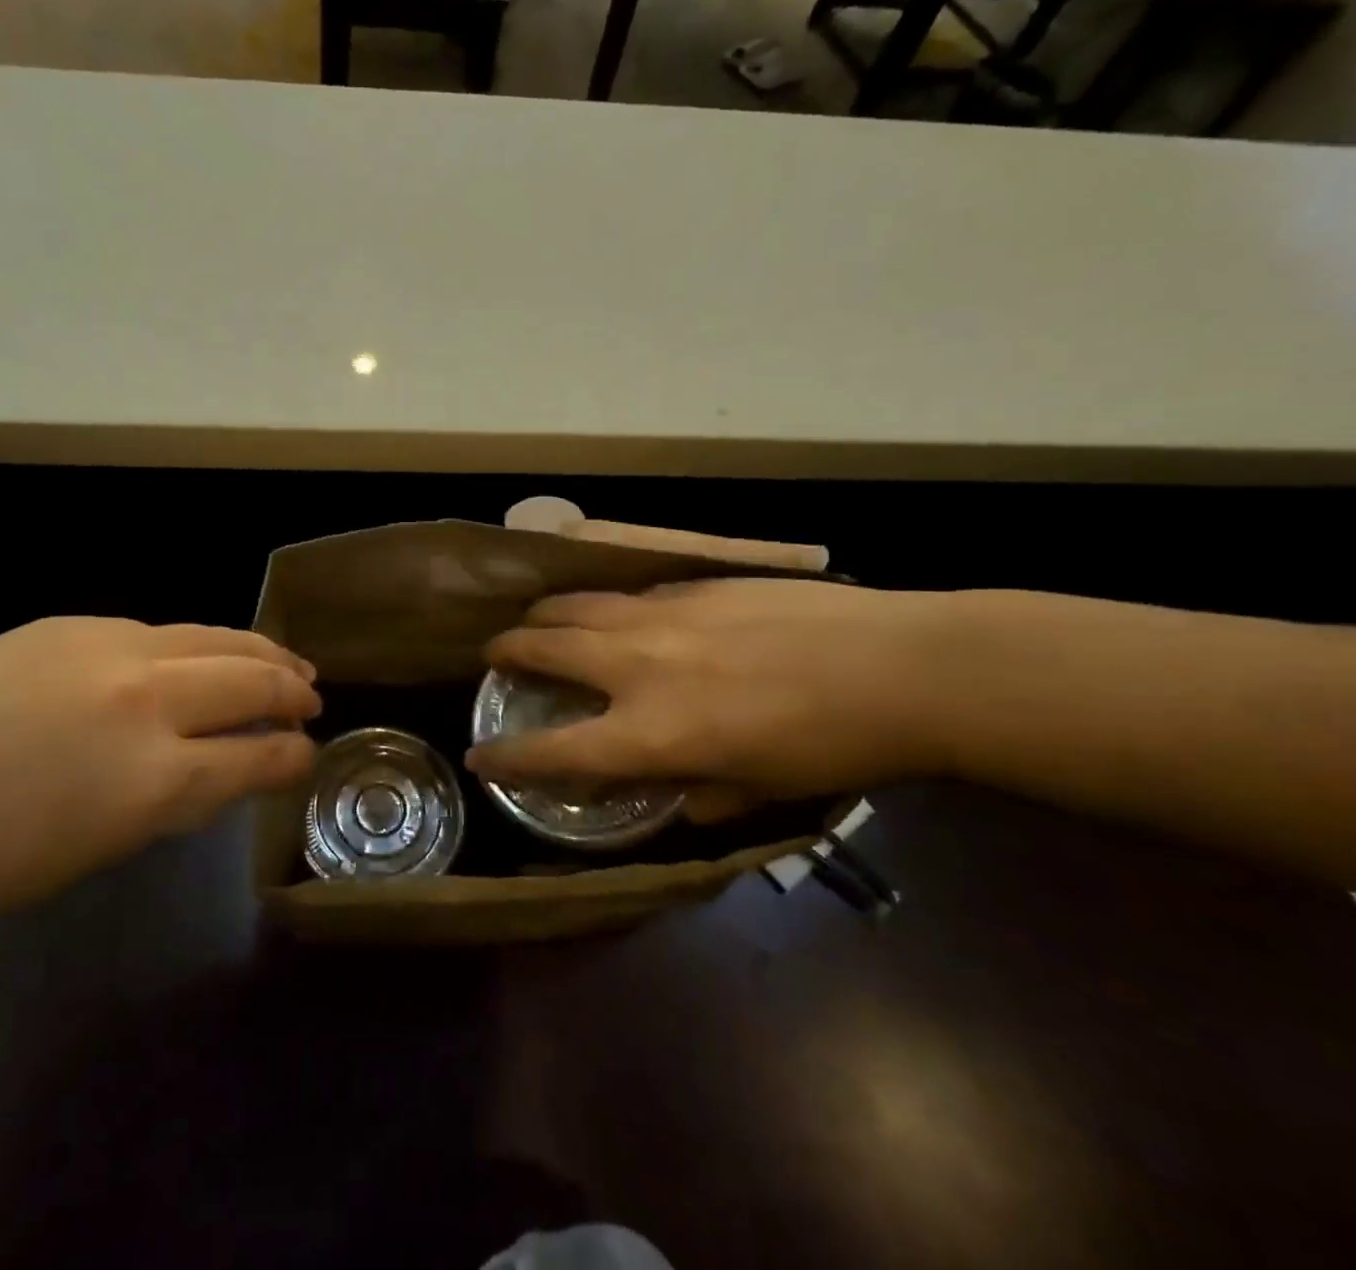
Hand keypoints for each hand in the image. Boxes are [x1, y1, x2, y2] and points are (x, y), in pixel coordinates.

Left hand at [0, 618, 319, 948]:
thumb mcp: (103, 846)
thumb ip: (179, 796)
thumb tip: (230, 765)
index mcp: (153, 779)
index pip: (256, 756)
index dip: (292, 755)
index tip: (309, 752)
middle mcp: (143, 699)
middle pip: (250, 679)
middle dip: (291, 690)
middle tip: (313, 698)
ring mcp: (105, 647)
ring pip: (212, 637)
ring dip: (258, 652)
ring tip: (284, 662)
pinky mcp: (68, 624)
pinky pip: (157, 631)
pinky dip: (195, 646)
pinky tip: (198, 658)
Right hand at [466, 579, 949, 822]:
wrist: (900, 667)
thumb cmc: (833, 746)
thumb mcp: (761, 790)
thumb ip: (701, 794)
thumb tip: (674, 792)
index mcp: (653, 733)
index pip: (554, 749)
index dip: (506, 756)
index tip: (478, 756)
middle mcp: (638, 666)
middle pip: (544, 647)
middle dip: (506, 652)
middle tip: (495, 657)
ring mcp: (662, 615)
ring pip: (575, 604)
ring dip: (543, 615)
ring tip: (535, 622)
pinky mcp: (692, 584)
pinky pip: (626, 593)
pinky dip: (602, 605)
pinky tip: (613, 611)